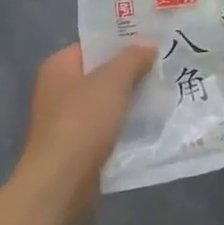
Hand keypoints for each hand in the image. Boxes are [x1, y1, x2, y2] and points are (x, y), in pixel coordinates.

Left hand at [12, 42, 157, 224]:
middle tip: (165, 66)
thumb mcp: (112, 82)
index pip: (94, 45)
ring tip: (164, 93)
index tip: (154, 42)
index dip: (123, 41)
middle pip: (101, 73)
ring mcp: (65, 120)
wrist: (61, 183)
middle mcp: (58, 90)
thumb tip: (148, 44)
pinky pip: (107, 126)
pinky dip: (125, 124)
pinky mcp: (77, 146)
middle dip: (132, 72)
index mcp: (59, 67)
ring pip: (106, 102)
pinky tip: (151, 124)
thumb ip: (132, 58)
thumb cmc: (82, 123)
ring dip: (131, 100)